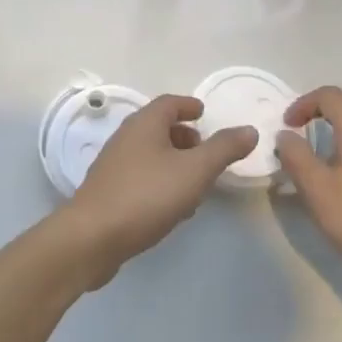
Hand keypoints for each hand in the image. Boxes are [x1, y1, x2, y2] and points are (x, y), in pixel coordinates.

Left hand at [57, 95, 256, 289]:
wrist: (93, 237)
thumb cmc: (147, 195)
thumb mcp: (195, 171)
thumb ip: (223, 149)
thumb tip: (249, 130)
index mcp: (144, 124)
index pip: (169, 103)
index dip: (188, 106)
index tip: (204, 113)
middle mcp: (125, 138)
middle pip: (158, 127)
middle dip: (184, 136)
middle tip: (206, 151)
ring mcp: (114, 165)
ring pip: (150, 154)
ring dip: (174, 162)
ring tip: (197, 183)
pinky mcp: (108, 192)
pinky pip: (141, 177)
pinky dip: (161, 181)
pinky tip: (174, 207)